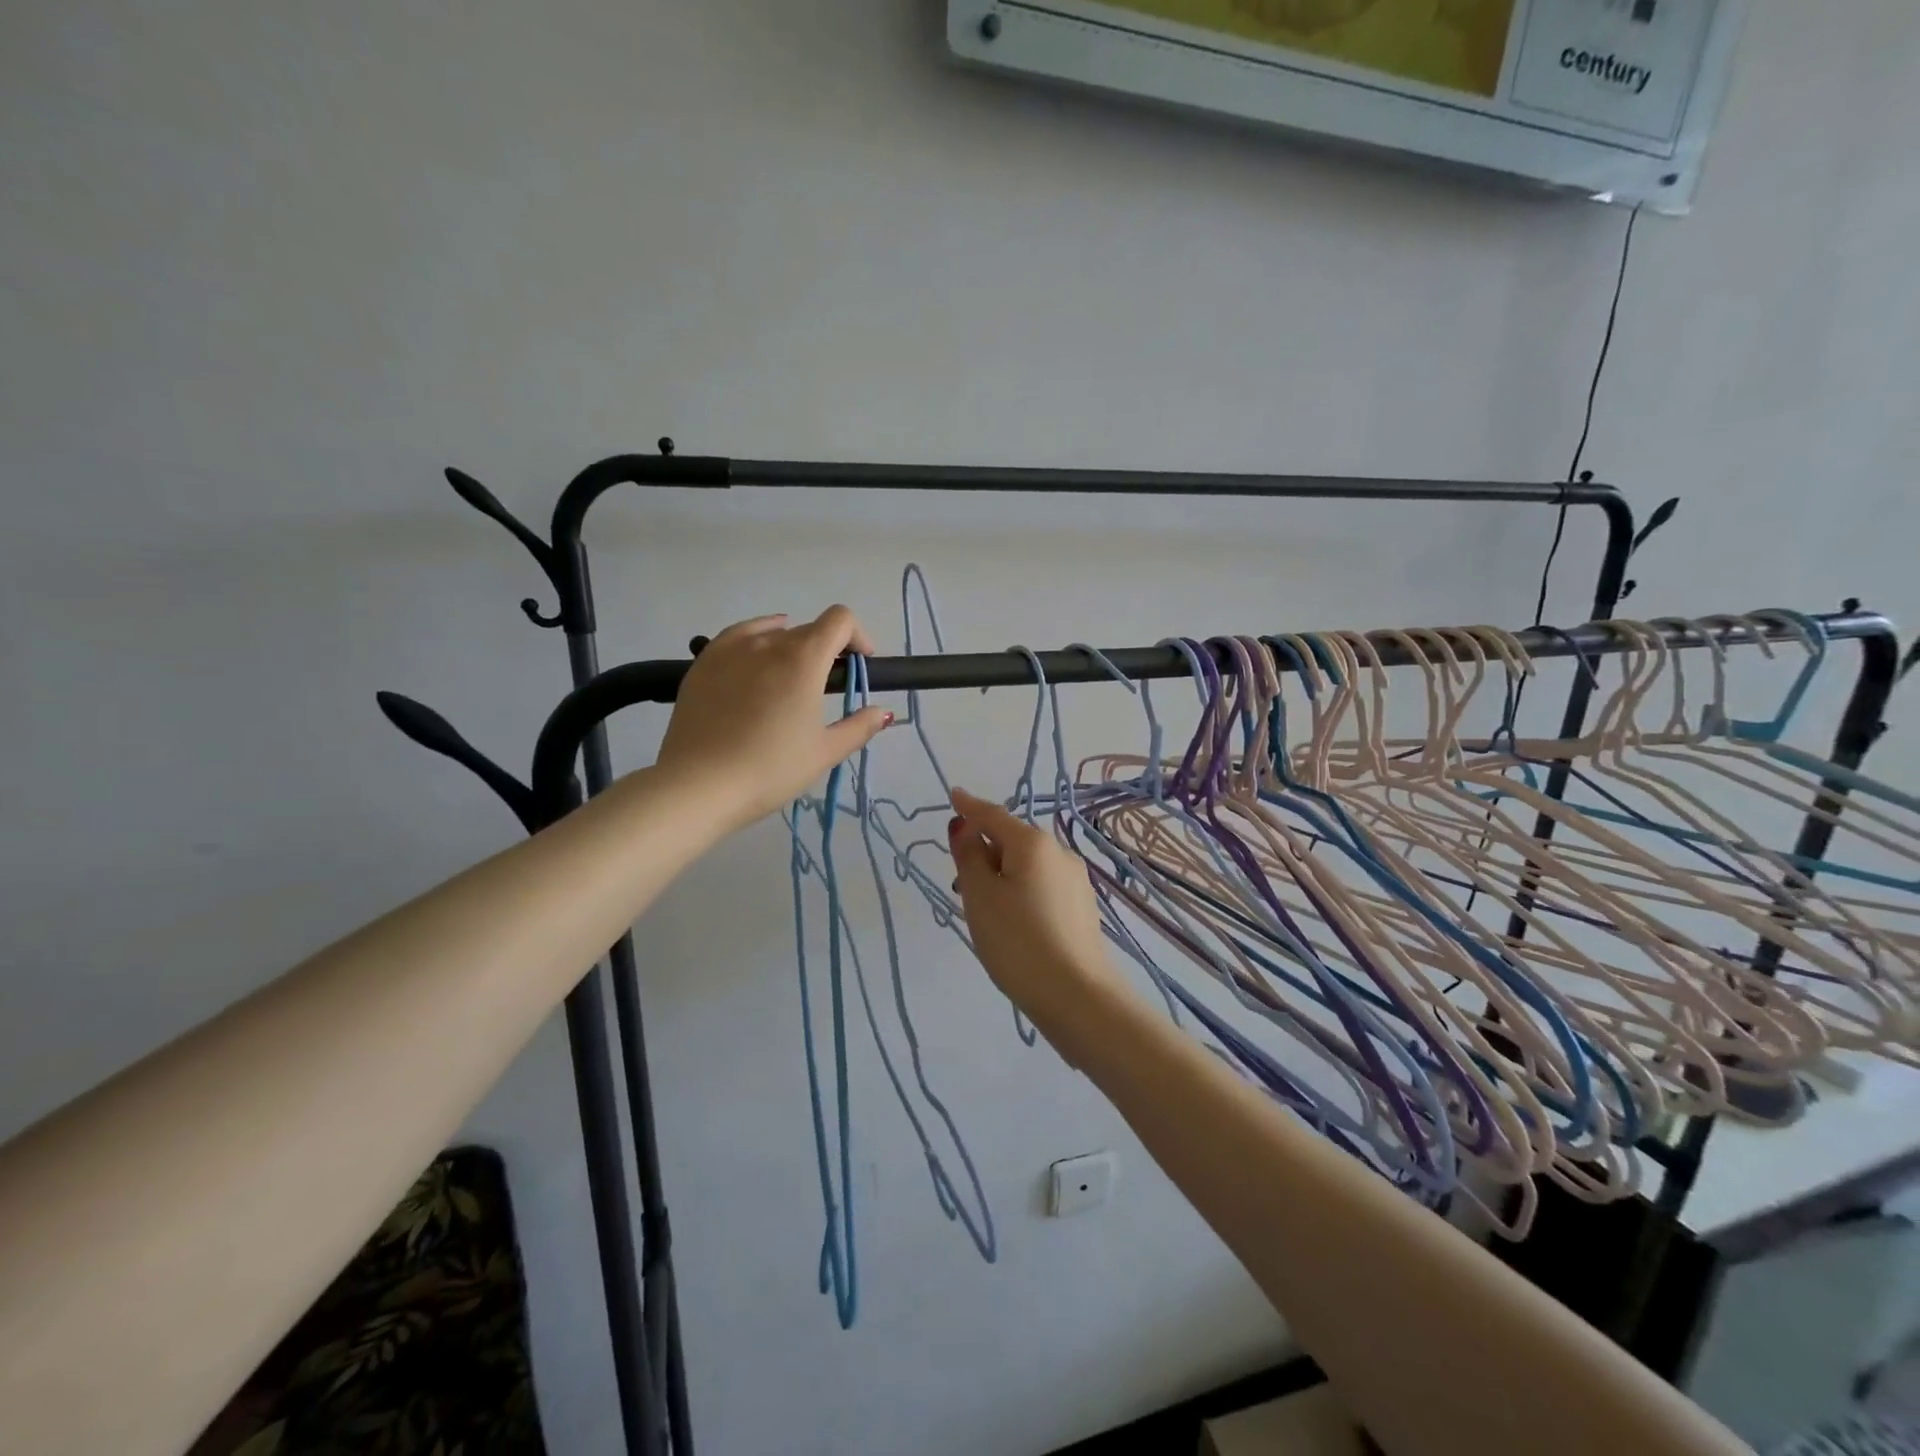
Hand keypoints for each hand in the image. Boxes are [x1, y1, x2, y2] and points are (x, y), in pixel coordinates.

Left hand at [657, 607, 892, 830]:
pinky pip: (738, 636)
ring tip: (791, 678)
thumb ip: (858, 727)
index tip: (860, 665)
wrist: (699, 785)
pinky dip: (757, 639)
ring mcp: (732, 649)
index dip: (857, 637)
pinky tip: (757, 656)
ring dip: (793, 647)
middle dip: (828, 650)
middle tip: (828, 686)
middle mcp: (769, 643)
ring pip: (773, 633)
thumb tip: (883, 713)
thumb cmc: (771, 769)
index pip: (839, 620)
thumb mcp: (824, 752)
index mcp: (804, 659)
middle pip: (809, 629)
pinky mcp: (704, 662)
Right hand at [947, 787, 1129, 1044]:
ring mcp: (1075, 881)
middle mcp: (1059, 853)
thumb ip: (969, 856)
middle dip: (985, 851)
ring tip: (984, 911)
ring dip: (1002, 875)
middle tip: (960, 883)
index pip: (993, 815)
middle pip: (1012, 840)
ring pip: (1028, 866)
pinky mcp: (1081, 907)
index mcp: (1033, 843)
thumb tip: (964, 826)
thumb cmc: (1018, 941)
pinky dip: (1021, 891)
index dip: (969, 807)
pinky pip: (1042, 886)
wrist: (1077, 996)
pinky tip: (1013, 924)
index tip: (953, 795)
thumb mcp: (980, 896)